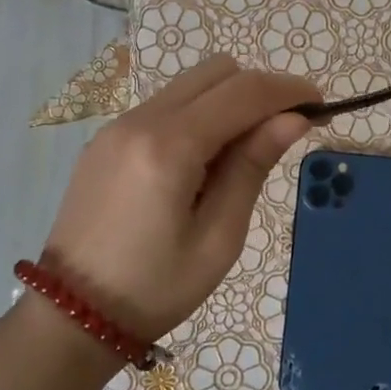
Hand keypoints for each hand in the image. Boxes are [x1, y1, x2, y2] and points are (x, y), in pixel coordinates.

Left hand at [42, 56, 315, 339]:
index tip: (321, 106)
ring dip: (228, 100)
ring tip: (243, 153)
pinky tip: (203, 161)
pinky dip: (198, 115)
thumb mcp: (218, 237)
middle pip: (217, 72)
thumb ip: (253, 167)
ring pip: (190, 84)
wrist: (69, 317)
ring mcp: (117, 125)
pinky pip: (165, 105)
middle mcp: (140, 120)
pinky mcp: (106, 139)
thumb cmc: (155, 289)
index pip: (244, 92)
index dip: (289, 91)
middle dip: (260, 90)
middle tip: (283, 132)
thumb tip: (294, 119)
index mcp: (169, 146)